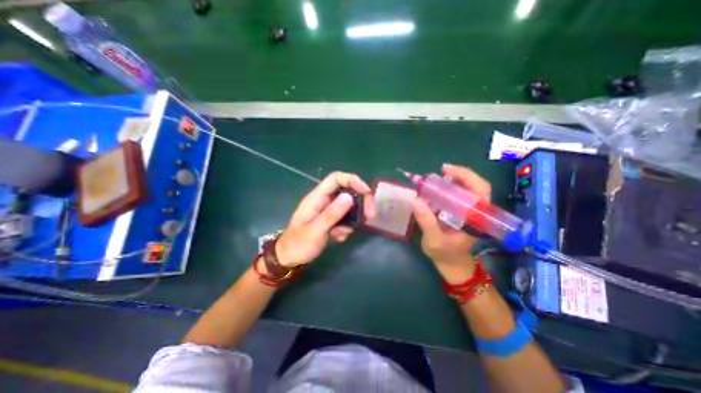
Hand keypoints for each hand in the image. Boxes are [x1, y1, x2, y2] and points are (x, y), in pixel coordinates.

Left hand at [273, 170, 374, 266]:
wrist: (289, 259)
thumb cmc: (298, 244)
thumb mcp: (315, 231)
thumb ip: (331, 214)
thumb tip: (349, 197)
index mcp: (317, 198)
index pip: (336, 178)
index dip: (353, 181)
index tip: (367, 192)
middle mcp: (324, 201)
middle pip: (347, 191)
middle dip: (360, 202)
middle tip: (369, 216)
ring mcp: (328, 210)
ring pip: (348, 207)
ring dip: (352, 220)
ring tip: (342, 234)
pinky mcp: (331, 220)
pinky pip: (345, 219)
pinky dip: (346, 228)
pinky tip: (337, 238)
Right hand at [412, 165, 491, 283]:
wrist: (452, 264)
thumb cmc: (445, 254)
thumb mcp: (434, 239)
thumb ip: (426, 221)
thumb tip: (415, 199)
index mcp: (475, 218)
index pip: (480, 191)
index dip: (466, 176)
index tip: (446, 170)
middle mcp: (476, 212)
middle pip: (477, 185)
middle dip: (460, 174)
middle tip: (441, 170)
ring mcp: (470, 211)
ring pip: (468, 189)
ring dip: (453, 180)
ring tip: (436, 178)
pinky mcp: (462, 212)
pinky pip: (459, 195)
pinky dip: (448, 188)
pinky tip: (436, 189)